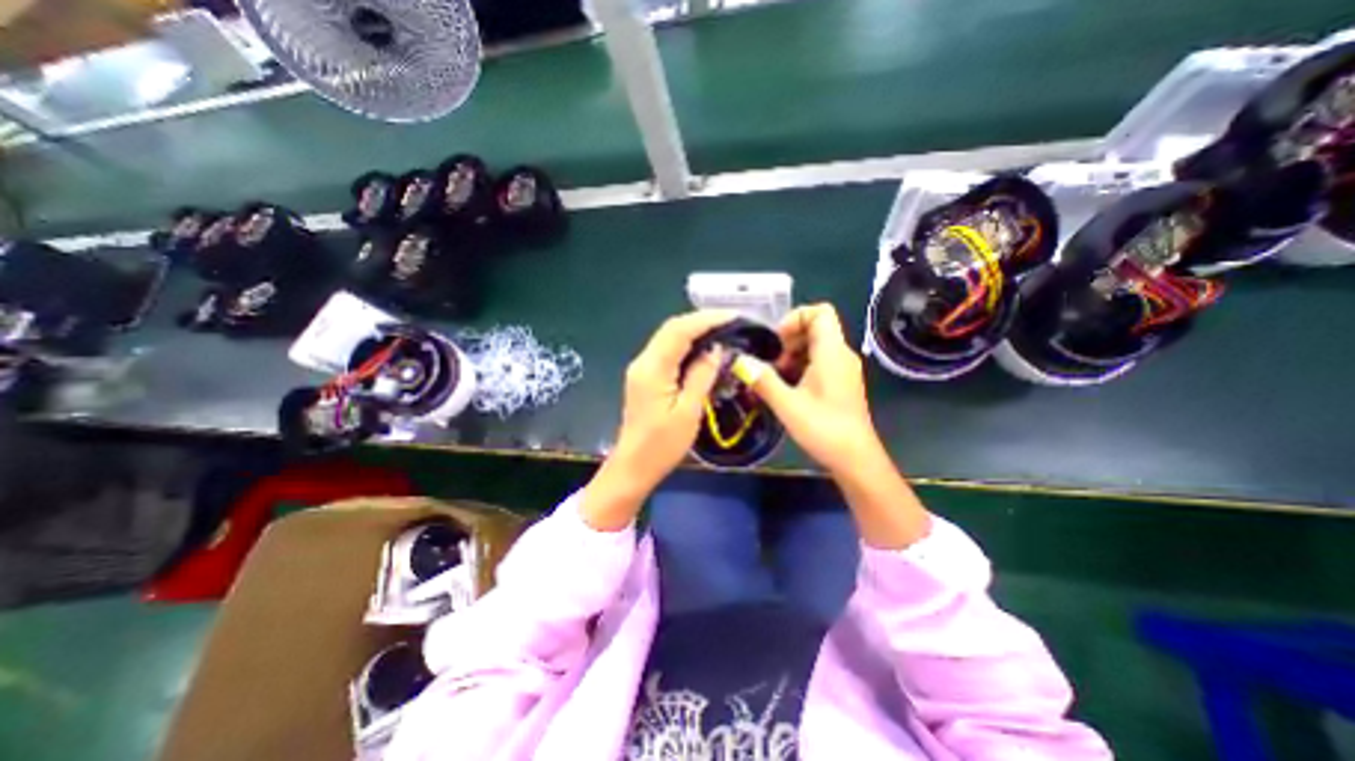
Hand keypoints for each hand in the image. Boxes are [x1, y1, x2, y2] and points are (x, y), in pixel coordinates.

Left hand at [580, 309, 730, 528]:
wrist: (634, 466)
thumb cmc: (662, 445)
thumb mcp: (688, 412)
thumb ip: (701, 376)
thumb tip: (715, 349)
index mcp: (653, 369)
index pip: (679, 331)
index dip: (707, 319)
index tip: (734, 316)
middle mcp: (643, 361)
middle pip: (672, 329)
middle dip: (702, 321)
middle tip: (732, 322)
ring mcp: (642, 368)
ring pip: (669, 338)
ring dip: (695, 331)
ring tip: (723, 331)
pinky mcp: (645, 376)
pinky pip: (667, 351)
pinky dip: (687, 345)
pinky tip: (703, 349)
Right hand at [738, 305, 926, 549]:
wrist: (855, 459)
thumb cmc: (824, 429)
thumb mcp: (788, 405)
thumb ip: (763, 380)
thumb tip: (740, 361)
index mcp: (832, 352)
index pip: (820, 312)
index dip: (795, 318)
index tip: (777, 341)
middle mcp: (841, 355)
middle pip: (815, 328)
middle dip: (788, 340)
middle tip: (772, 363)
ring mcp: (843, 369)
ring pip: (816, 346)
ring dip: (792, 355)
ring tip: (776, 378)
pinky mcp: (841, 383)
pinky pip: (819, 362)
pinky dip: (801, 367)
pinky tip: (787, 389)